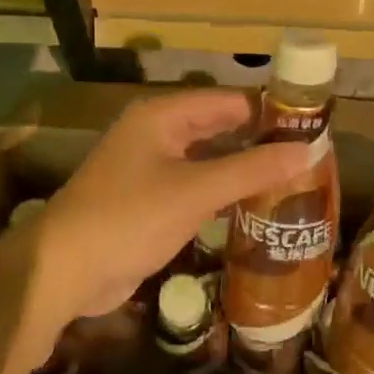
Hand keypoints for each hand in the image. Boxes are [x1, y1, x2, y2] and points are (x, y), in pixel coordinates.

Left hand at [15, 89, 311, 339]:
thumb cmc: (129, 218)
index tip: (310, 126)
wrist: (63, 272)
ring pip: (208, 158)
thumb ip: (251, 170)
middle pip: (219, 127)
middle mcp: (157, 133)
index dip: (268, 111)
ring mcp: (151, 167)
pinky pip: (195, 186)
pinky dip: (223, 192)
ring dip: (242, 168)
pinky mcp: (149, 200)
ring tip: (292, 179)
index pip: (228, 101)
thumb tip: (306, 151)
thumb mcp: (196, 191)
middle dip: (258, 141)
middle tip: (307, 156)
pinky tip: (254, 206)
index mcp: (163, 115)